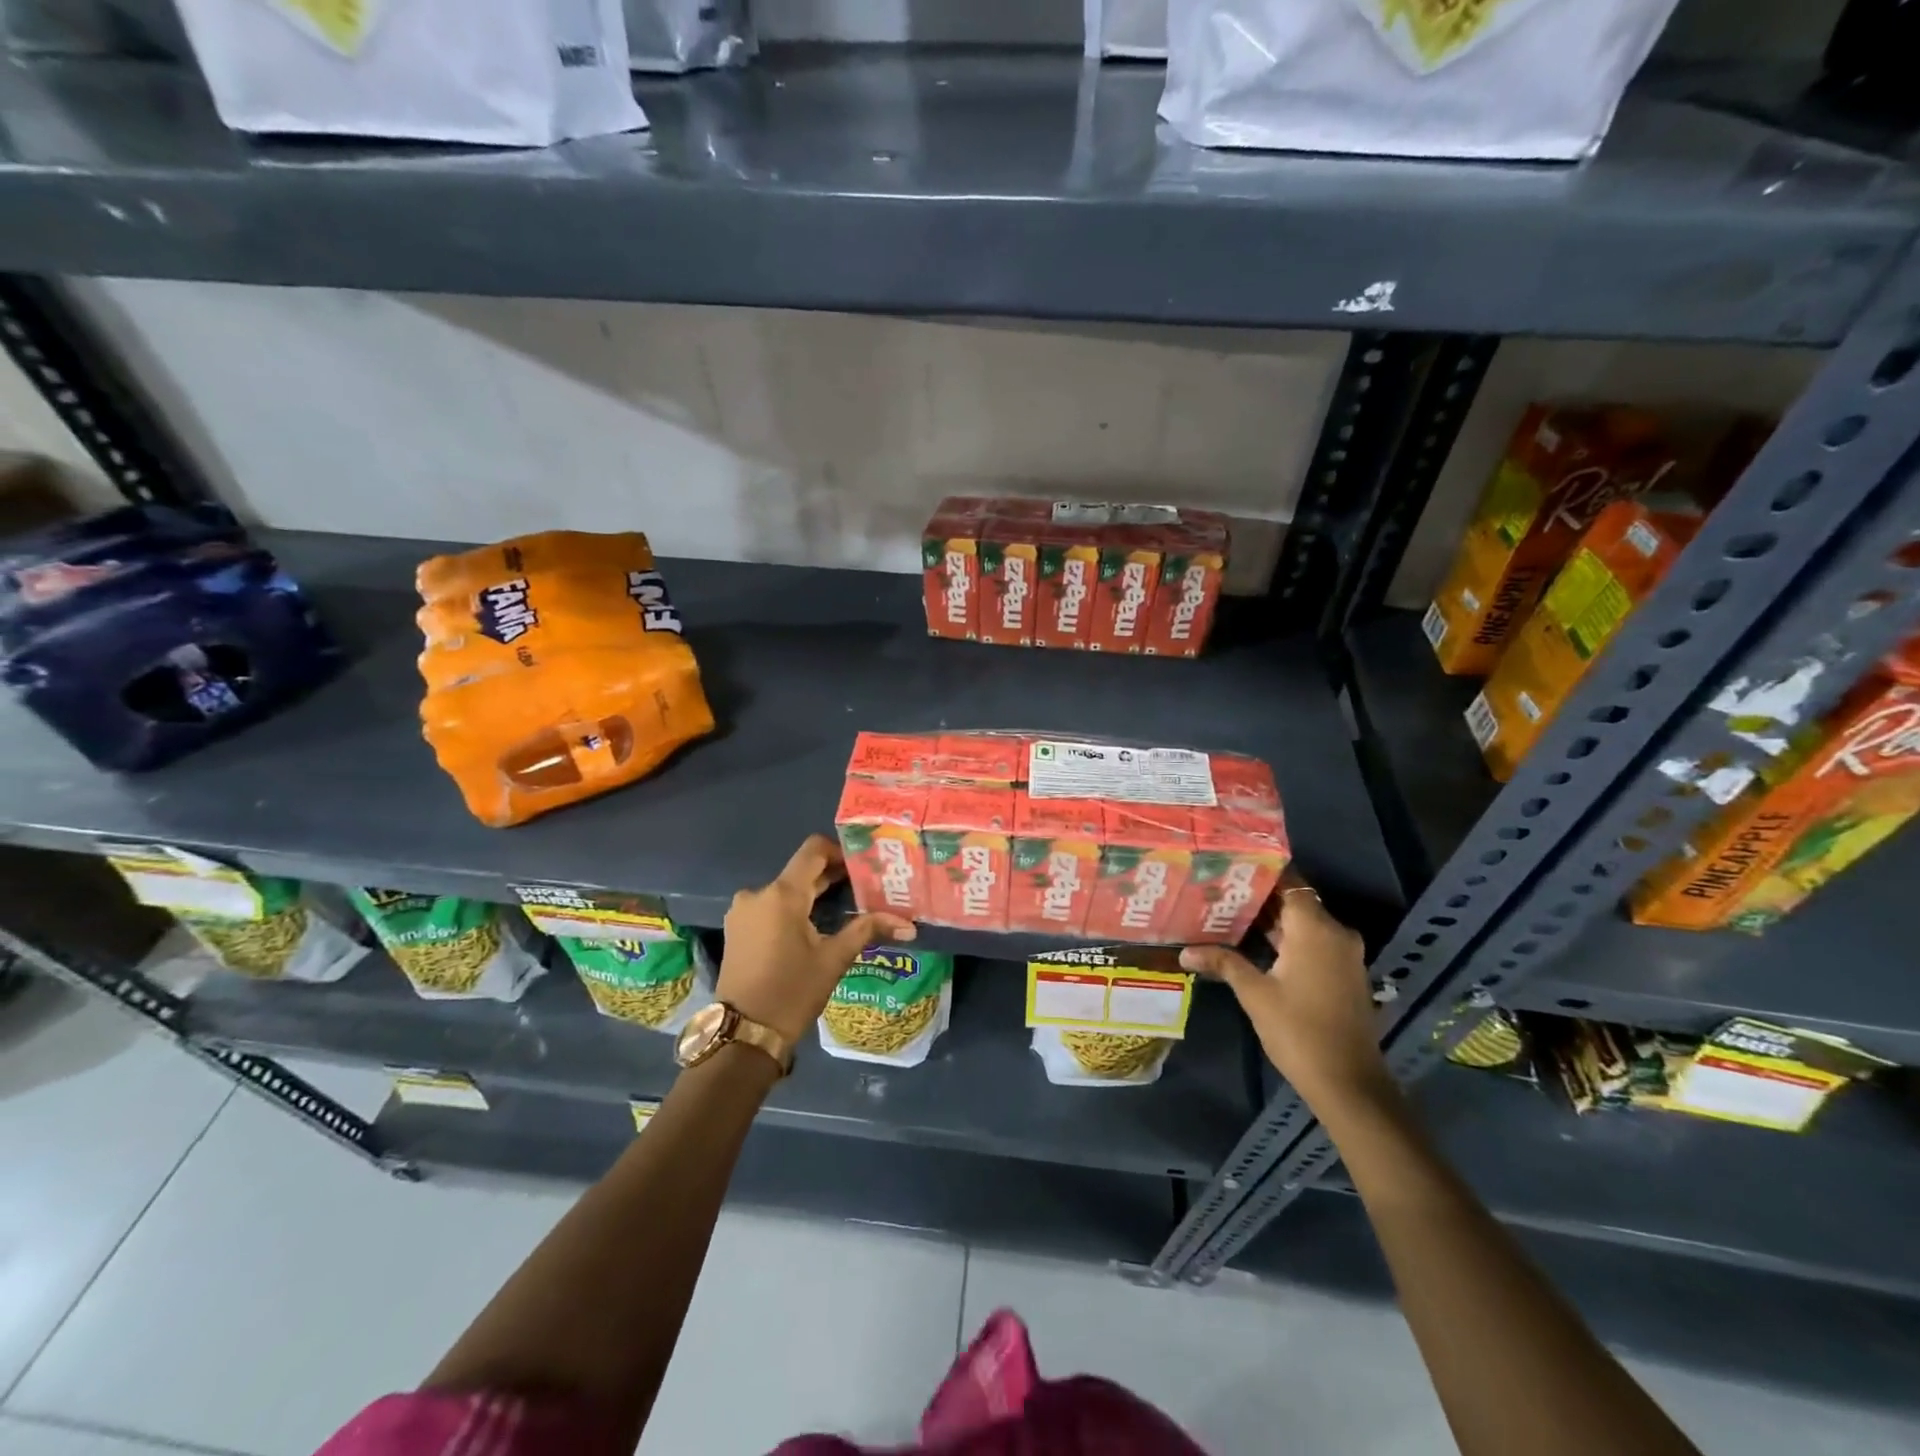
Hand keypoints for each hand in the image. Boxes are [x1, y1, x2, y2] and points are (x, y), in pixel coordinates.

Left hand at [719, 834, 914, 1044]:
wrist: (743, 1034)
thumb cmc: (792, 992)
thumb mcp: (834, 959)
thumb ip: (867, 930)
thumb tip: (908, 925)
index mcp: (782, 894)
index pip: (813, 850)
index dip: (839, 850)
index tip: (861, 865)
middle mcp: (758, 893)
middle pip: (800, 871)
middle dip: (831, 876)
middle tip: (863, 887)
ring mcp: (743, 911)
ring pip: (785, 890)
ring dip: (811, 895)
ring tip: (841, 910)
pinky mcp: (737, 928)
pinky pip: (770, 906)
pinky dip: (792, 909)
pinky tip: (812, 928)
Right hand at [1180, 873, 1390, 1110]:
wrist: (1349, 1083)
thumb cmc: (1298, 1030)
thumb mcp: (1255, 994)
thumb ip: (1223, 962)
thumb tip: (1185, 951)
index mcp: (1315, 928)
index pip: (1290, 883)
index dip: (1261, 874)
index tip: (1230, 868)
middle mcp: (1335, 933)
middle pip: (1295, 902)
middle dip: (1260, 898)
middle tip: (1219, 891)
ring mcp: (1344, 955)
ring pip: (1304, 924)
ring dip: (1273, 921)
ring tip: (1230, 914)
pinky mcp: (1344, 974)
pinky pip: (1314, 943)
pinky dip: (1288, 940)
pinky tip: (1256, 945)